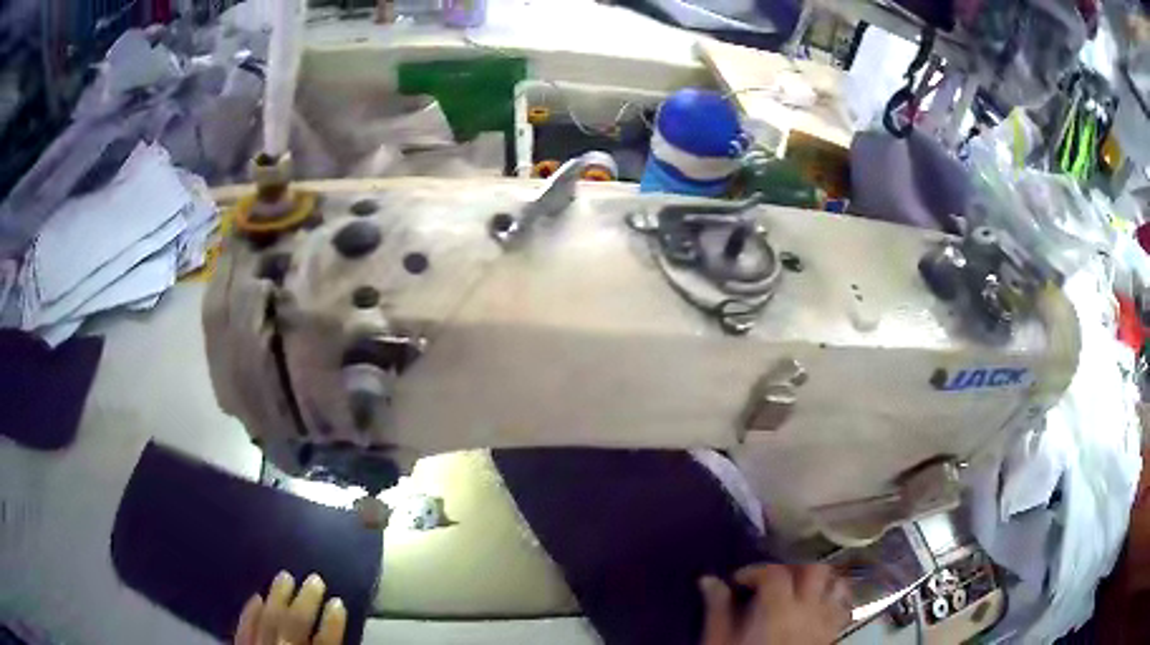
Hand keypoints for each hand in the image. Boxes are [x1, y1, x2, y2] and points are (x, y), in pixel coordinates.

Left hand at [234, 571, 346, 644]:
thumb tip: (335, 622)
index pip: (325, 641)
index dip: (333, 622)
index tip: (338, 601)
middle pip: (295, 624)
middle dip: (306, 601)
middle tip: (314, 578)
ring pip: (268, 620)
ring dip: (277, 597)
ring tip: (285, 576)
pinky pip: (243, 627)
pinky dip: (250, 613)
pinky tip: (256, 597)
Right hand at [699, 564, 850, 644]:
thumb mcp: (720, 641)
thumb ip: (718, 610)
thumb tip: (709, 582)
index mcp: (778, 609)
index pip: (775, 572)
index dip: (756, 569)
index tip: (739, 581)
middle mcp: (808, 610)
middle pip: (814, 569)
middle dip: (795, 566)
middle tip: (774, 577)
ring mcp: (824, 622)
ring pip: (836, 584)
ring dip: (822, 580)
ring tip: (802, 586)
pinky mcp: (831, 634)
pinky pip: (843, 607)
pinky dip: (835, 600)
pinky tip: (819, 606)